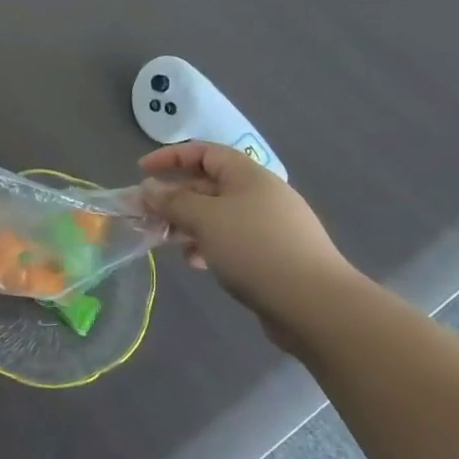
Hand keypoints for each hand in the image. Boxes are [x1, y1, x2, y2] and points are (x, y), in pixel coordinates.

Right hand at [140, 143, 360, 347]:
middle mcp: (260, 194)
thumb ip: (173, 201)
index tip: (141, 171)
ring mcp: (269, 226)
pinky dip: (208, 245)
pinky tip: (196, 263)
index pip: (203, 152)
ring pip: (217, 216)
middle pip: (208, 185)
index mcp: (248, 175)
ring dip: (188, 224)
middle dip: (174, 198)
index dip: (170, 158)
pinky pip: (231, 240)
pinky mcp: (273, 256)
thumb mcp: (205, 219)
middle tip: (146, 214)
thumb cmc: (255, 249)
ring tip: (166, 242)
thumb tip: (149, 188)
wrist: (317, 306)